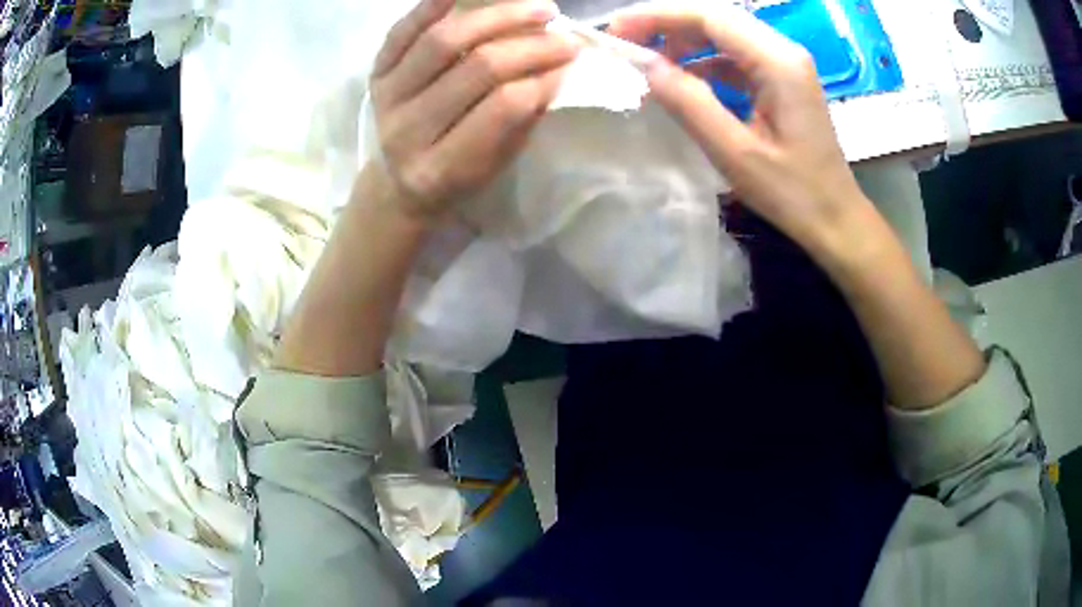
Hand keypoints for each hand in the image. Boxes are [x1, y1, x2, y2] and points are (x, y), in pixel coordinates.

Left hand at [369, 0, 579, 220]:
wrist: (398, 183)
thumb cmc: (457, 176)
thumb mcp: (495, 163)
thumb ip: (522, 119)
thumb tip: (554, 66)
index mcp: (440, 168)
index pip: (502, 109)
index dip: (542, 79)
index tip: (569, 62)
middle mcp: (407, 131)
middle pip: (477, 68)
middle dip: (530, 46)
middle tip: (564, 36)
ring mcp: (387, 98)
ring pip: (444, 41)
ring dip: (497, 16)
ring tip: (536, 8)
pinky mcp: (376, 73)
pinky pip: (402, 31)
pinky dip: (432, 6)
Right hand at [608, 5, 875, 256]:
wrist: (835, 219)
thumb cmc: (793, 193)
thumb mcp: (735, 153)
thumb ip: (689, 102)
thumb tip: (646, 66)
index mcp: (778, 62)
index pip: (710, 16)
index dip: (659, 15)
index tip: (617, 30)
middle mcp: (783, 51)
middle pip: (716, 18)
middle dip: (667, 24)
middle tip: (626, 43)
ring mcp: (785, 64)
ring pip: (725, 34)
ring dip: (685, 41)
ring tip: (650, 63)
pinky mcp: (782, 80)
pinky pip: (736, 57)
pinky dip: (704, 61)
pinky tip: (684, 80)